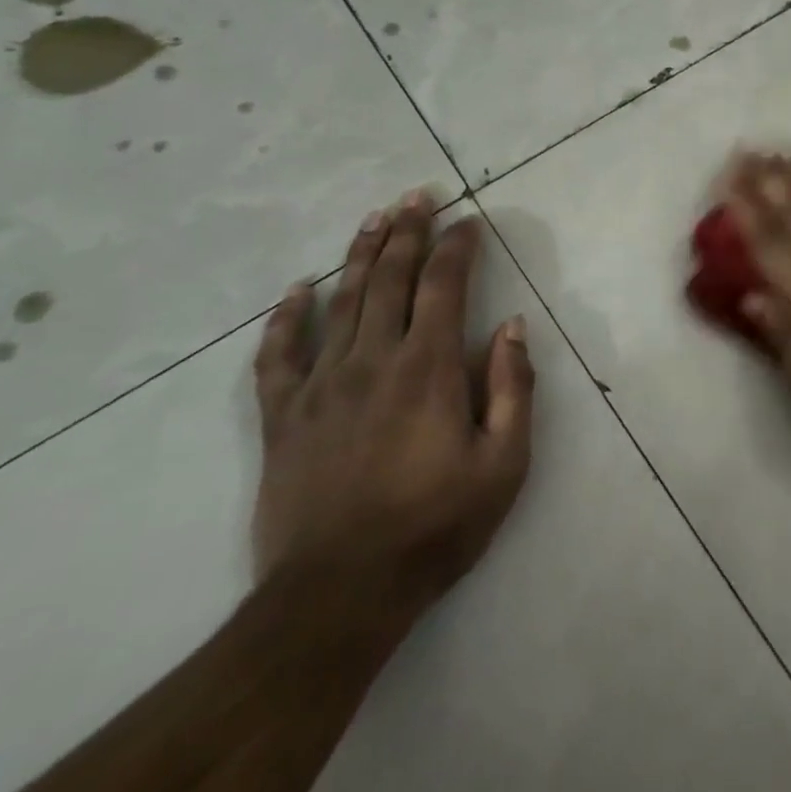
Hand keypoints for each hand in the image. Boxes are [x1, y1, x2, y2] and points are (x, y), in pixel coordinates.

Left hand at [251, 189, 535, 620]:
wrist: (337, 597)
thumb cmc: (435, 527)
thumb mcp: (504, 463)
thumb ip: (512, 388)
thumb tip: (511, 326)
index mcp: (428, 369)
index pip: (444, 286)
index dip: (457, 247)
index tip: (469, 220)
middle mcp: (373, 361)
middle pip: (389, 279)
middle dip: (408, 231)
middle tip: (418, 195)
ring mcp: (321, 386)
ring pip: (341, 302)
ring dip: (360, 254)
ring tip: (374, 217)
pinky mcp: (282, 418)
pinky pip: (278, 356)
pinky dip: (286, 319)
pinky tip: (296, 291)